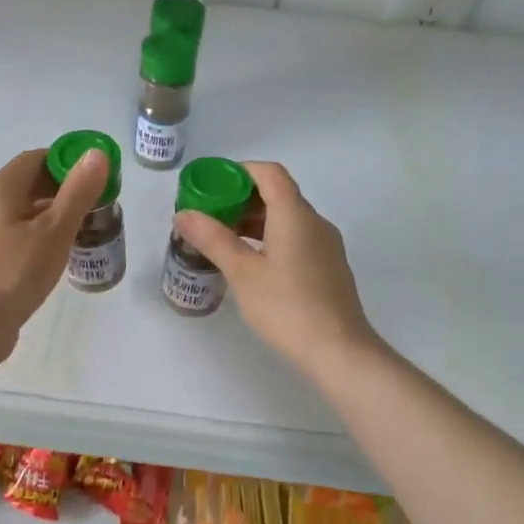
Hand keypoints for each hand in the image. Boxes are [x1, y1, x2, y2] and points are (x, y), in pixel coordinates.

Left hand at [0, 146, 109, 356]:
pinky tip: (62, 252)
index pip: (37, 158)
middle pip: (32, 182)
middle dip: (66, 188)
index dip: (68, 161)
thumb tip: (96, 153)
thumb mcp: (55, 229)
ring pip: (27, 209)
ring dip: (56, 212)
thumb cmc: (16, 271)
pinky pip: (21, 232)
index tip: (96, 176)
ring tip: (87, 227)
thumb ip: (78, 191)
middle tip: (98, 203)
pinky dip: (43, 233)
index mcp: (2, 188)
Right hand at [173, 161, 379, 375]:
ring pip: (287, 218)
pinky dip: (271, 238)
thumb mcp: (242, 273)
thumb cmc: (287, 308)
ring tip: (223, 240)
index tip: (212, 185)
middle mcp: (315, 222)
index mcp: (295, 215)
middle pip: (277, 193)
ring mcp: (326, 245)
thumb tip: (184, 214)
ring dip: (255, 221)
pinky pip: (296, 237)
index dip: (239, 171)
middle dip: (241, 198)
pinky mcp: (328, 266)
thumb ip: (213, 239)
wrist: (340, 352)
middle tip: (209, 215)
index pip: (269, 173)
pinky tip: (251, 263)